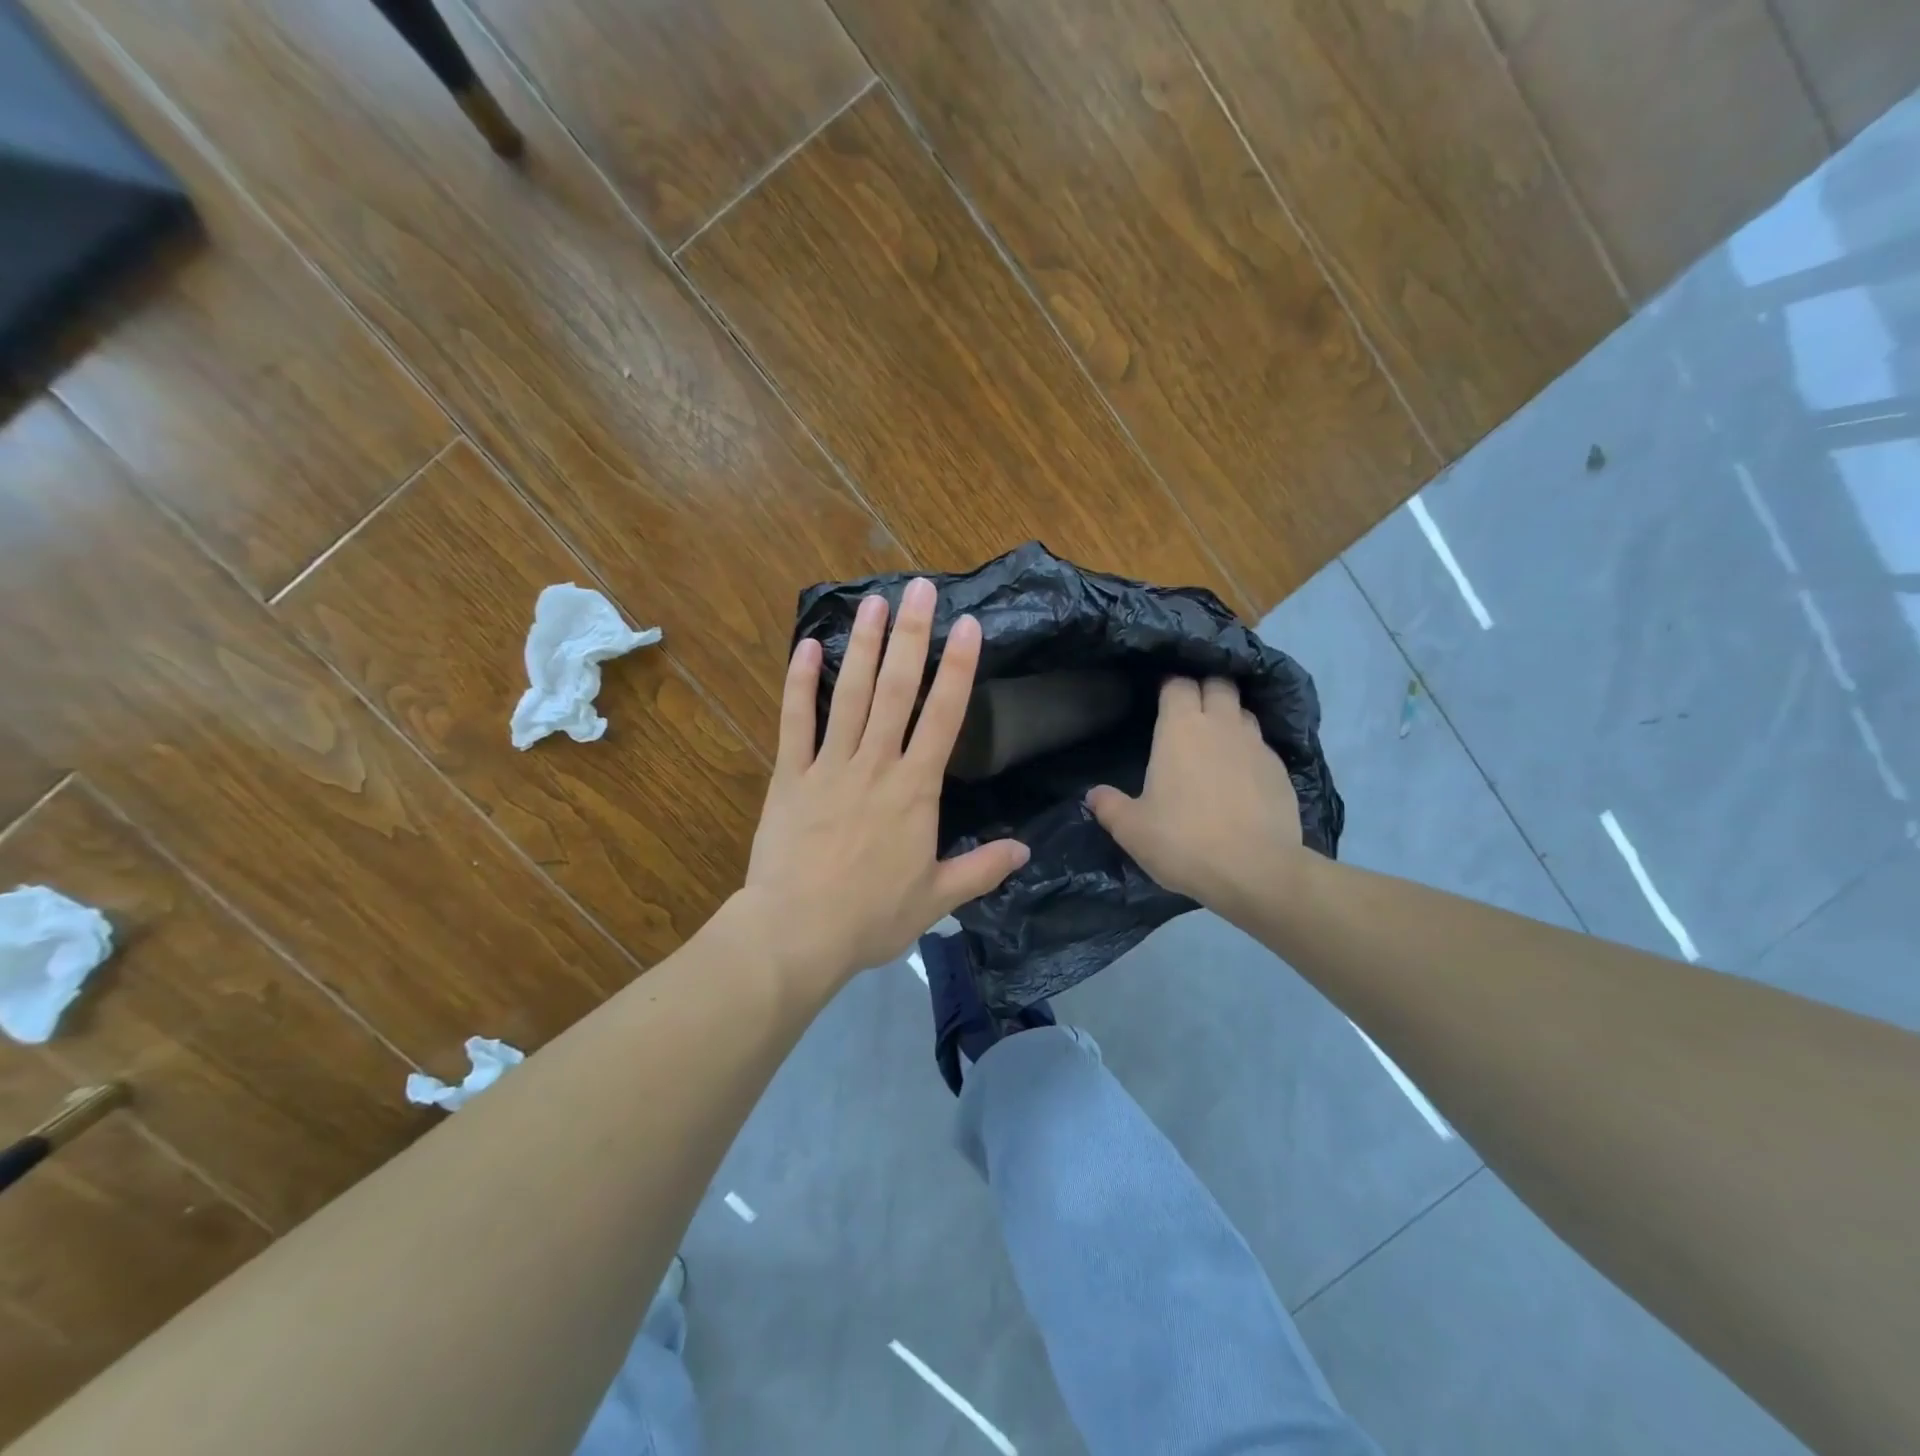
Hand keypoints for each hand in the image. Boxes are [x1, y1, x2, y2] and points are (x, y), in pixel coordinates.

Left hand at [737, 578, 1029, 990]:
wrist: (797, 932)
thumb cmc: (871, 917)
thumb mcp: (937, 898)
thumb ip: (982, 870)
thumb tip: (1025, 851)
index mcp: (915, 790)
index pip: (944, 717)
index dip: (958, 668)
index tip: (967, 626)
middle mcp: (875, 765)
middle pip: (896, 690)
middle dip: (910, 636)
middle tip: (918, 588)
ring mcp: (829, 766)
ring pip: (848, 694)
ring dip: (862, 645)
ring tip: (873, 602)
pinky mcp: (790, 777)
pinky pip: (794, 722)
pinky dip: (799, 684)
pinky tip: (807, 647)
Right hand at [1085, 677, 1304, 921]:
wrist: (1256, 871)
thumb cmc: (1184, 841)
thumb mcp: (1131, 829)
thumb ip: (1109, 806)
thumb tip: (1093, 794)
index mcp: (1181, 728)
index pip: (1177, 684)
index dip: (1169, 687)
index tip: (1160, 699)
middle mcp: (1221, 725)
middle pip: (1218, 683)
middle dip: (1204, 689)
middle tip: (1190, 712)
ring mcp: (1257, 745)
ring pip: (1243, 711)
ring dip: (1229, 717)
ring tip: (1216, 741)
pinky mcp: (1281, 770)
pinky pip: (1262, 746)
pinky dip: (1249, 751)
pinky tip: (1241, 775)